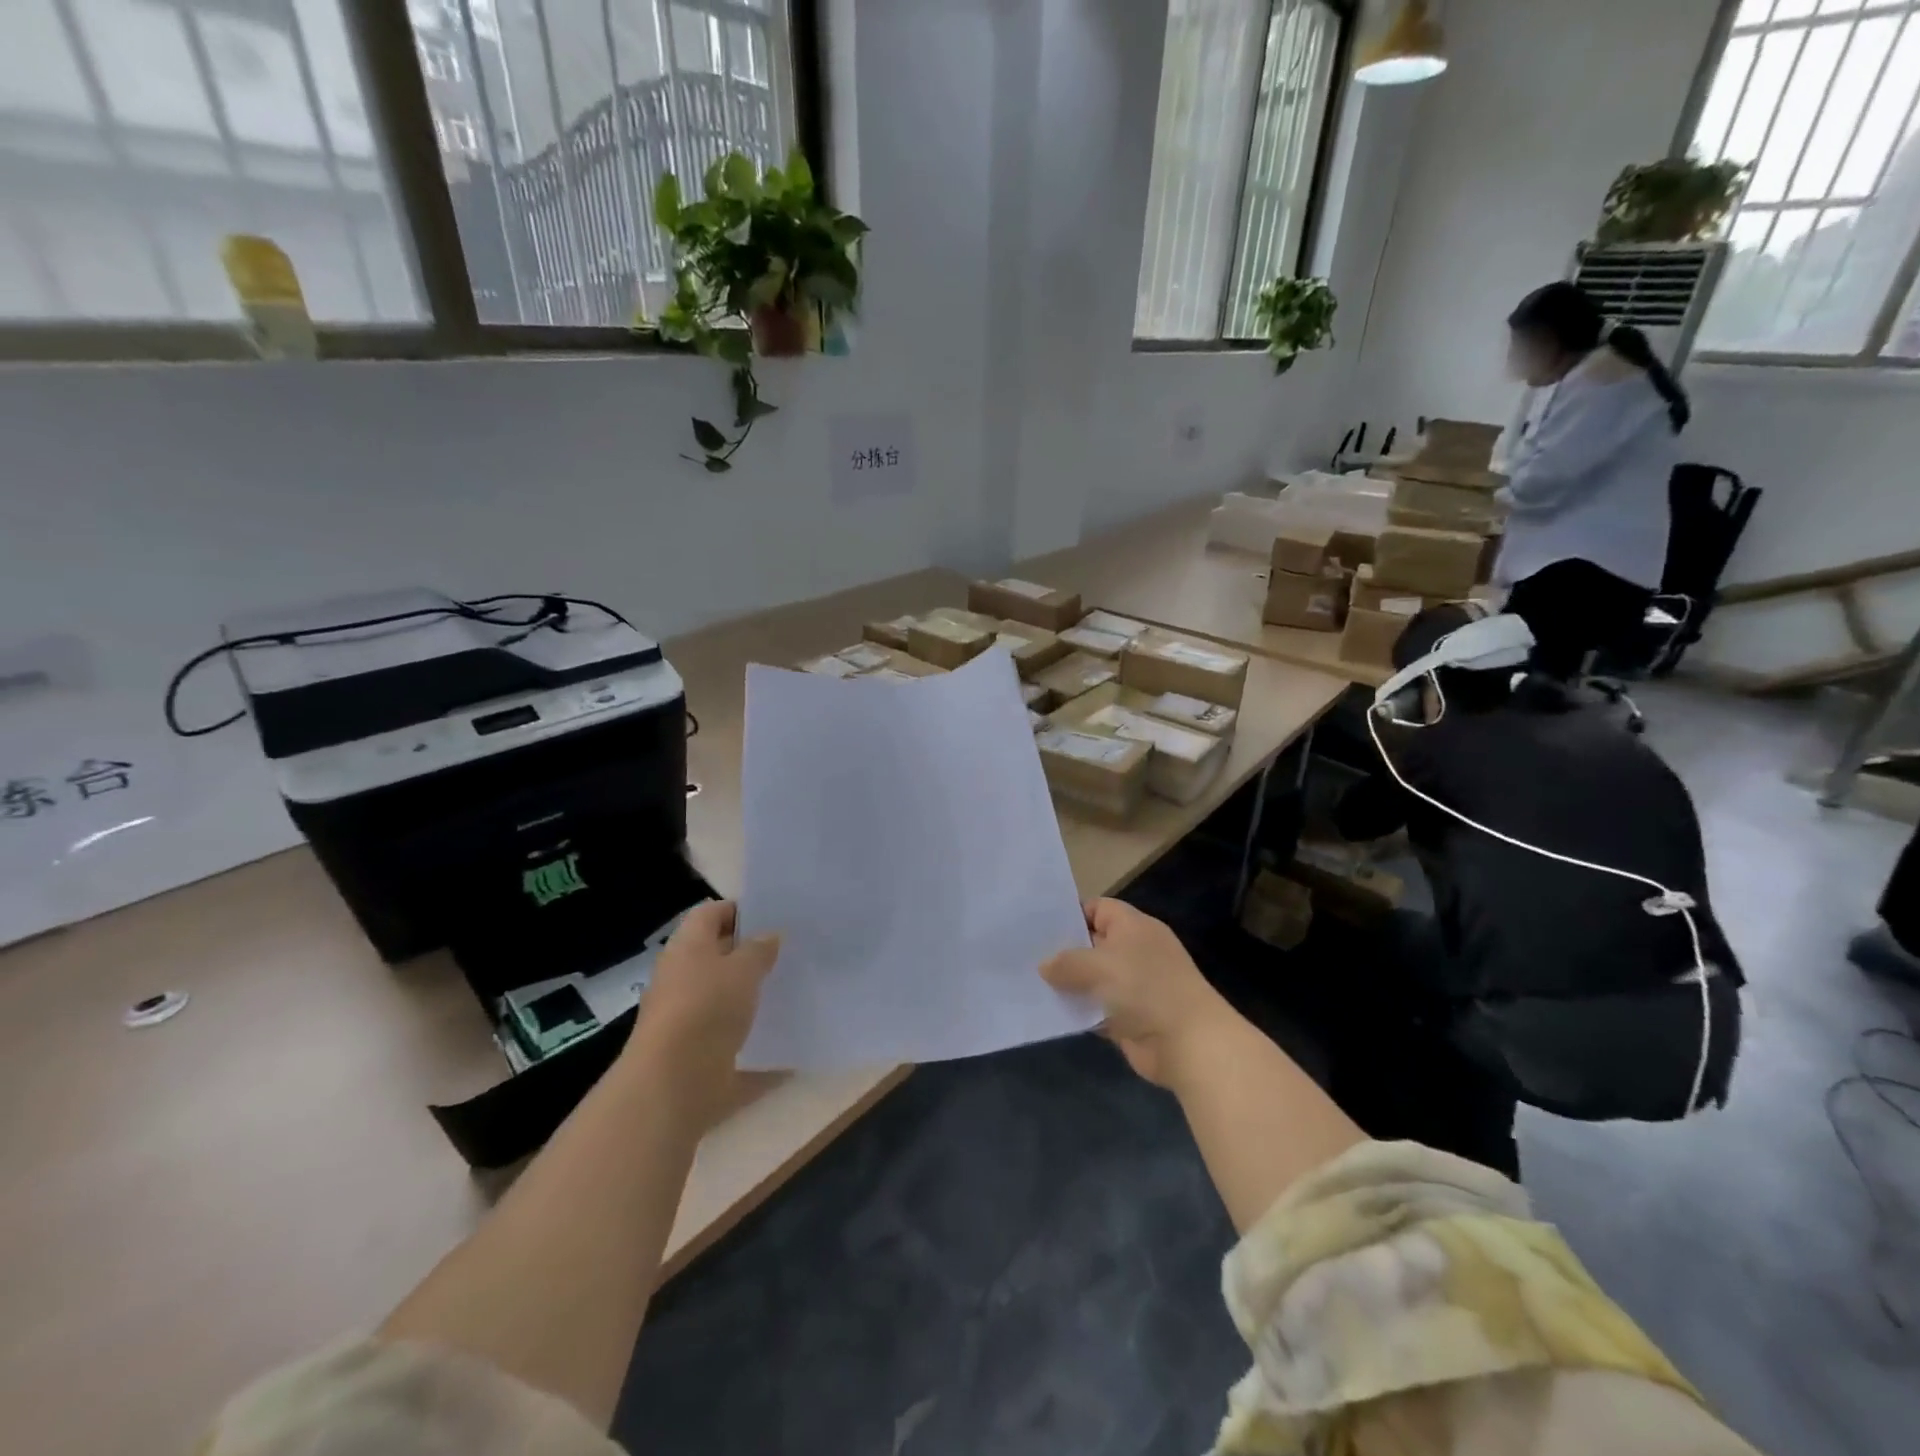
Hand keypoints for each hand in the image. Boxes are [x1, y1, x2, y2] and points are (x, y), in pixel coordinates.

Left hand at [629, 900, 779, 1114]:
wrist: (673, 1087)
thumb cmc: (706, 1010)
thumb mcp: (742, 969)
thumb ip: (759, 949)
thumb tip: (770, 936)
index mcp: (687, 948)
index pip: (711, 914)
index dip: (740, 910)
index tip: (776, 917)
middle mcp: (683, 981)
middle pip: (718, 958)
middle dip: (752, 956)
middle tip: (793, 953)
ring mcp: (688, 1022)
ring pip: (726, 1002)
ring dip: (754, 1000)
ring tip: (795, 992)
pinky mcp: (699, 1059)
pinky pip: (735, 1046)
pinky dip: (759, 1045)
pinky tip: (791, 1045)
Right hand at [1040, 900, 1237, 1089]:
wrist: (1188, 1043)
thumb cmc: (1145, 989)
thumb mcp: (1099, 965)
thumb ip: (1067, 962)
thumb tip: (1044, 966)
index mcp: (1134, 927)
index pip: (1098, 908)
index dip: (1070, 914)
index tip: (1038, 926)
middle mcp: (1134, 951)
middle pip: (1092, 942)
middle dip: (1063, 950)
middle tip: (1027, 954)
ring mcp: (1133, 986)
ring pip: (1092, 978)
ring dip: (1068, 983)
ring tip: (1030, 982)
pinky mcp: (1128, 1017)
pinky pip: (1096, 1008)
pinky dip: (1079, 1010)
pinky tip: (1050, 1011)